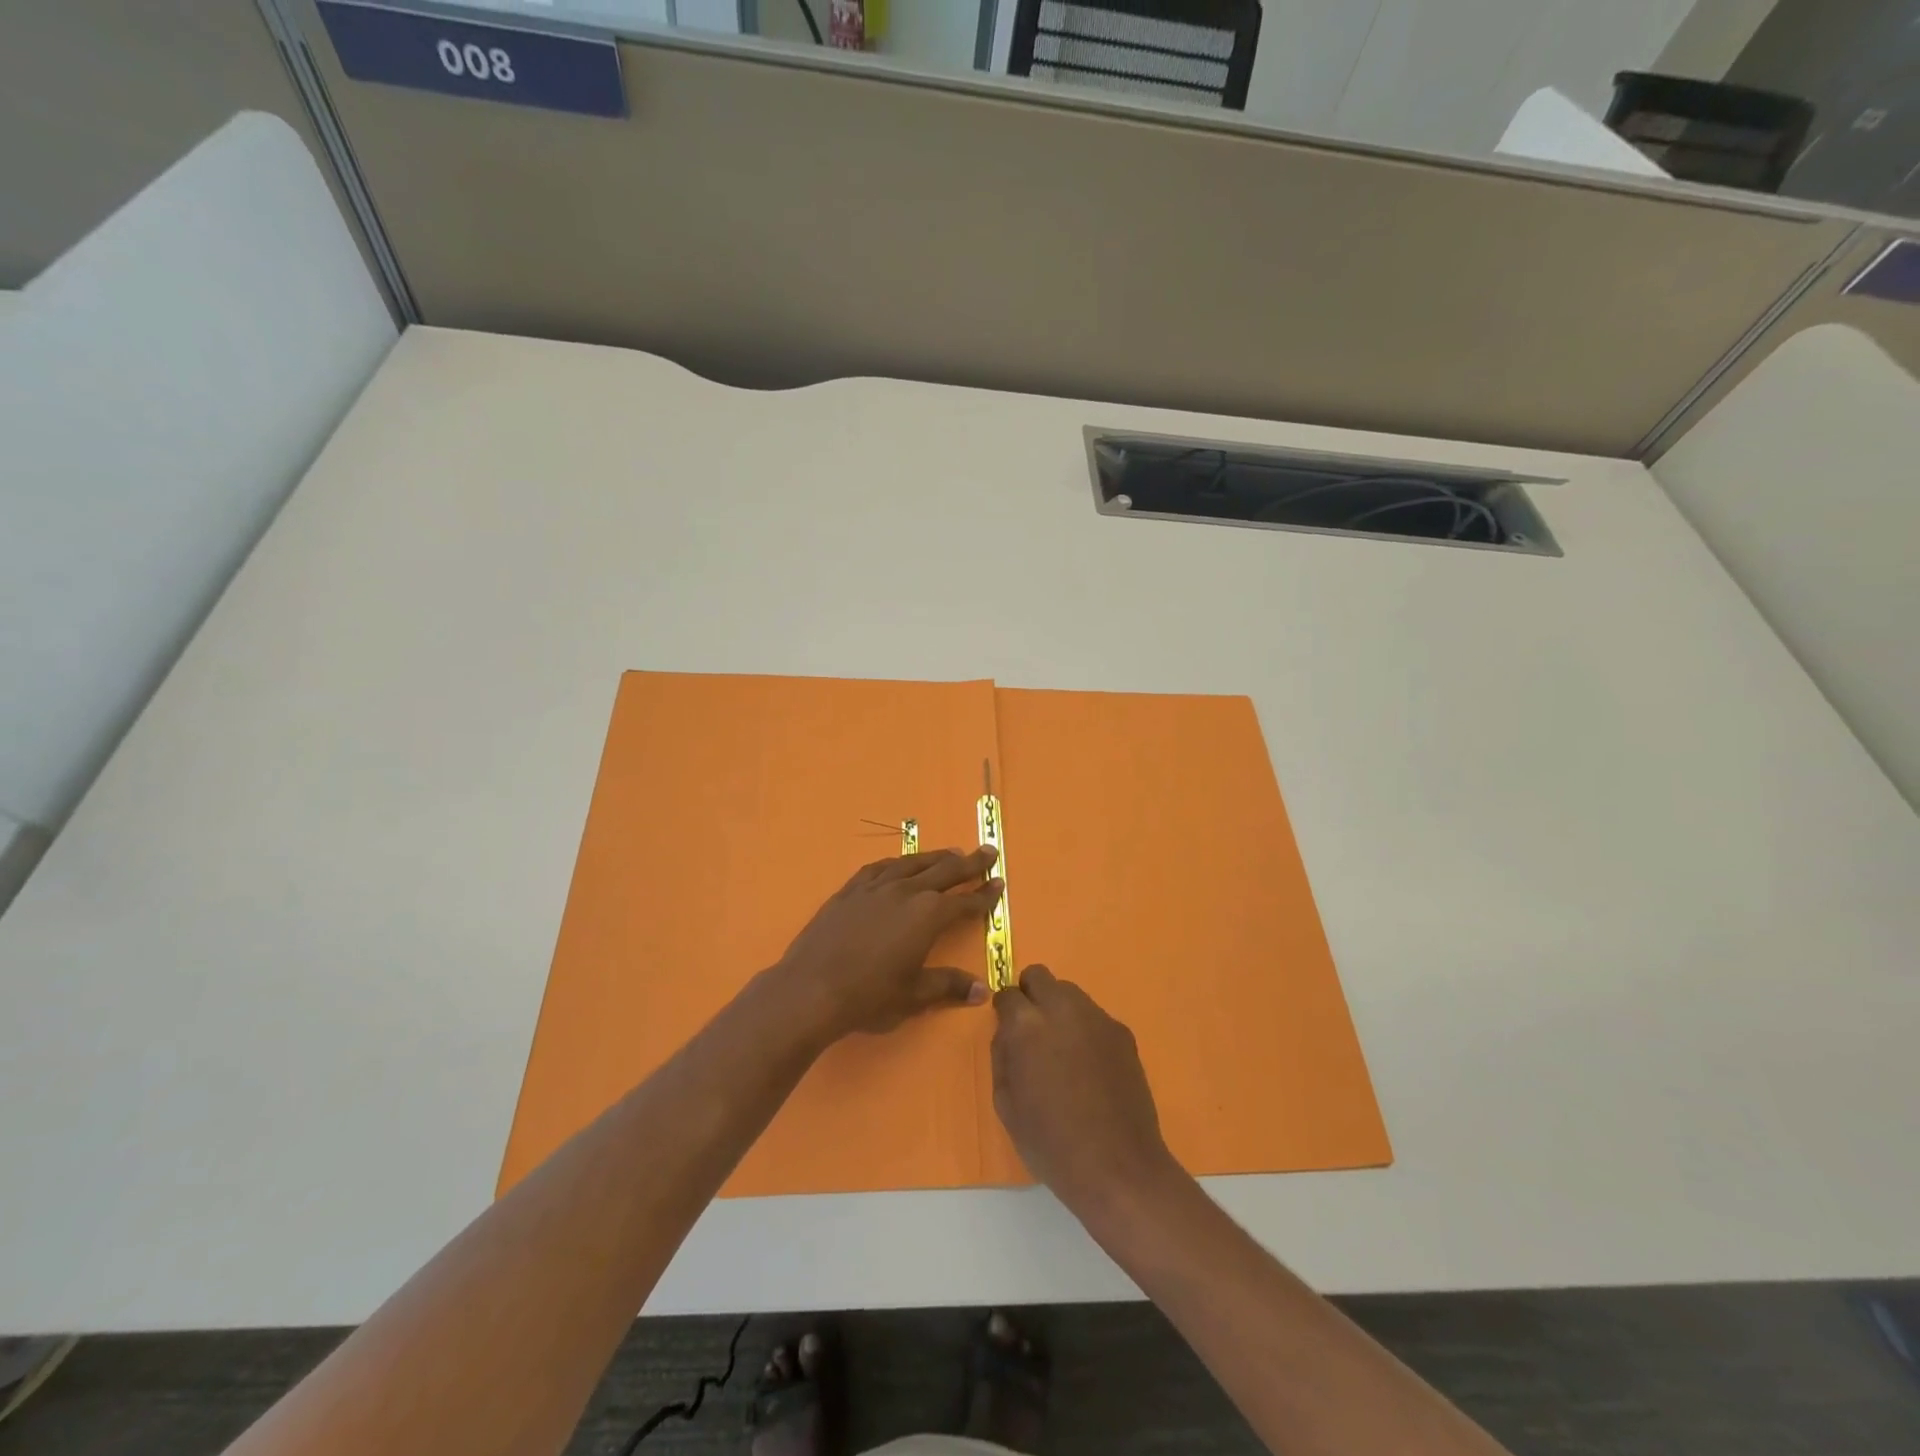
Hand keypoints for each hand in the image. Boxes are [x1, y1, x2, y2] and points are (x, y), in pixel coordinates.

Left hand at [775, 847, 1002, 1040]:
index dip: (984, 895)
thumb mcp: (914, 995)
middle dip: (969, 863)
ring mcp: (875, 888)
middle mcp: (906, 892)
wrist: (810, 988)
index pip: (965, 902)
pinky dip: (897, 864)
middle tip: (987, 851)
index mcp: (928, 916)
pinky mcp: (850, 891)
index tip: (999, 883)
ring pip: (912, 864)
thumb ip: (948, 986)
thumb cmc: (869, 996)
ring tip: (951, 853)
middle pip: (944, 871)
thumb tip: (981, 989)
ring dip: (935, 857)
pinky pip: (879, 868)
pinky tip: (899, 865)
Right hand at [992, 966, 1178, 1211]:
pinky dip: (1085, 1029)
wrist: (1117, 1167)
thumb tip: (1008, 1034)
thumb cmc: (1051, 1142)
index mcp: (1027, 1025)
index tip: (1008, 1030)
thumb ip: (1002, 1056)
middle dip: (1030, 995)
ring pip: (1070, 992)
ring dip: (1059, 1009)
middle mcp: (1062, 1009)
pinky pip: (1094, 1017)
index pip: (1007, 994)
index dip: (1004, 1011)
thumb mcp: (1006, 1104)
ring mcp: (1097, 1018)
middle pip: (1040, 976)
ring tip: (1063, 1050)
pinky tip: (1090, 1066)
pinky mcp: (1122, 1032)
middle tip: (1032, 1030)